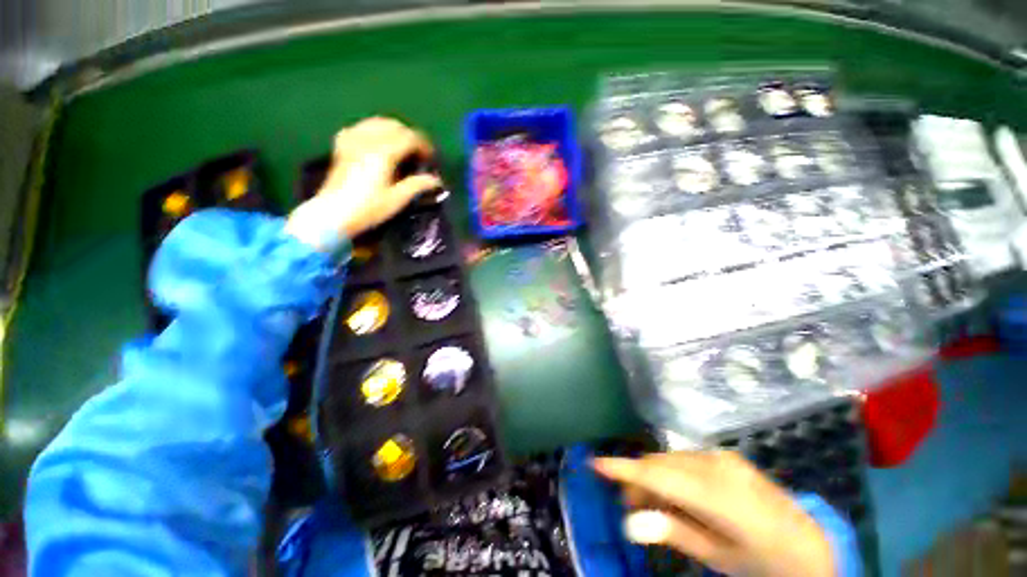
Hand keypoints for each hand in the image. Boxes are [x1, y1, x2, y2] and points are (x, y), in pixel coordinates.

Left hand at [286, 117, 441, 250]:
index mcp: (383, 153)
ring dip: (393, 130)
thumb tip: (436, 180)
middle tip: (418, 152)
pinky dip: (373, 130)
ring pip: (376, 122)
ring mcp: (352, 141)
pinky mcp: (342, 146)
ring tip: (402, 146)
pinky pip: (360, 127)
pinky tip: (376, 142)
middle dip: (410, 135)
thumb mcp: (397, 199)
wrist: (334, 214)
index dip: (423, 144)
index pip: (408, 137)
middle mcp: (367, 141)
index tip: (431, 157)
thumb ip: (417, 185)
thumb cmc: (369, 209)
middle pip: (393, 125)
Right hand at [593, 451, 834, 576]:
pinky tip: (675, 495)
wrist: (809, 546)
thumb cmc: (763, 560)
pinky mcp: (726, 457)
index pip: (656, 475)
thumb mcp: (718, 556)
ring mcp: (723, 457)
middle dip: (637, 479)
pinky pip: (686, 460)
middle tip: (628, 506)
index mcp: (716, 493)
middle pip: (660, 464)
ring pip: (670, 459)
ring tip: (651, 504)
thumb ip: (673, 532)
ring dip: (654, 477)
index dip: (623, 469)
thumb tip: (628, 522)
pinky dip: (671, 474)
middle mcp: (716, 464)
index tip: (595, 463)